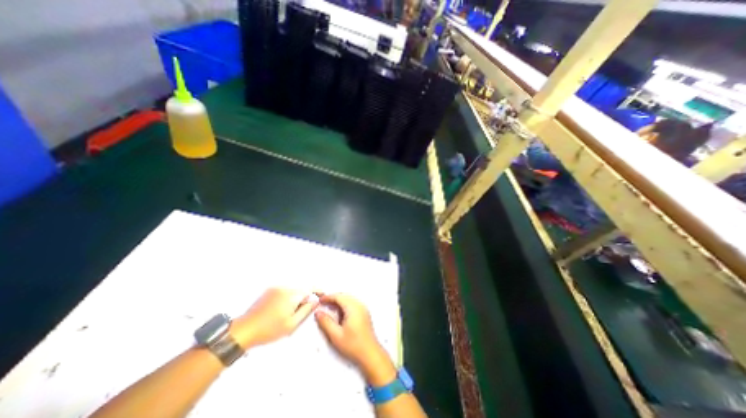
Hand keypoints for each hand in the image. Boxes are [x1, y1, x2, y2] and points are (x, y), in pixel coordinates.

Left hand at [232, 287, 315, 349]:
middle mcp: (285, 288)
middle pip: (301, 289)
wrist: (244, 330)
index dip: (318, 290)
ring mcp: (276, 288)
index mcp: (292, 295)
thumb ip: (306, 310)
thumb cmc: (269, 329)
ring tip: (288, 313)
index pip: (310, 288)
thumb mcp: (292, 324)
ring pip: (293, 290)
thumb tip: (315, 301)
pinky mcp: (269, 291)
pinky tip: (280, 310)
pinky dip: (287, 297)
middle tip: (301, 312)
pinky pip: (284, 291)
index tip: (322, 295)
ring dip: (295, 298)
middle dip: (304, 298)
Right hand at [314, 294, 394, 384]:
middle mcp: (359, 305)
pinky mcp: (364, 313)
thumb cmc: (353, 345)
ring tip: (330, 309)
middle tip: (323, 304)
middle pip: (344, 296)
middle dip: (333, 298)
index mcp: (353, 308)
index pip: (339, 297)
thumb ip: (326, 322)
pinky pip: (353, 303)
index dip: (328, 297)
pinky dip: (345, 305)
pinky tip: (340, 314)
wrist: (370, 353)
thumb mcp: (336, 335)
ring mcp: (363, 308)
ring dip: (339, 301)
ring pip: (349, 299)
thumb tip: (318, 313)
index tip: (320, 300)